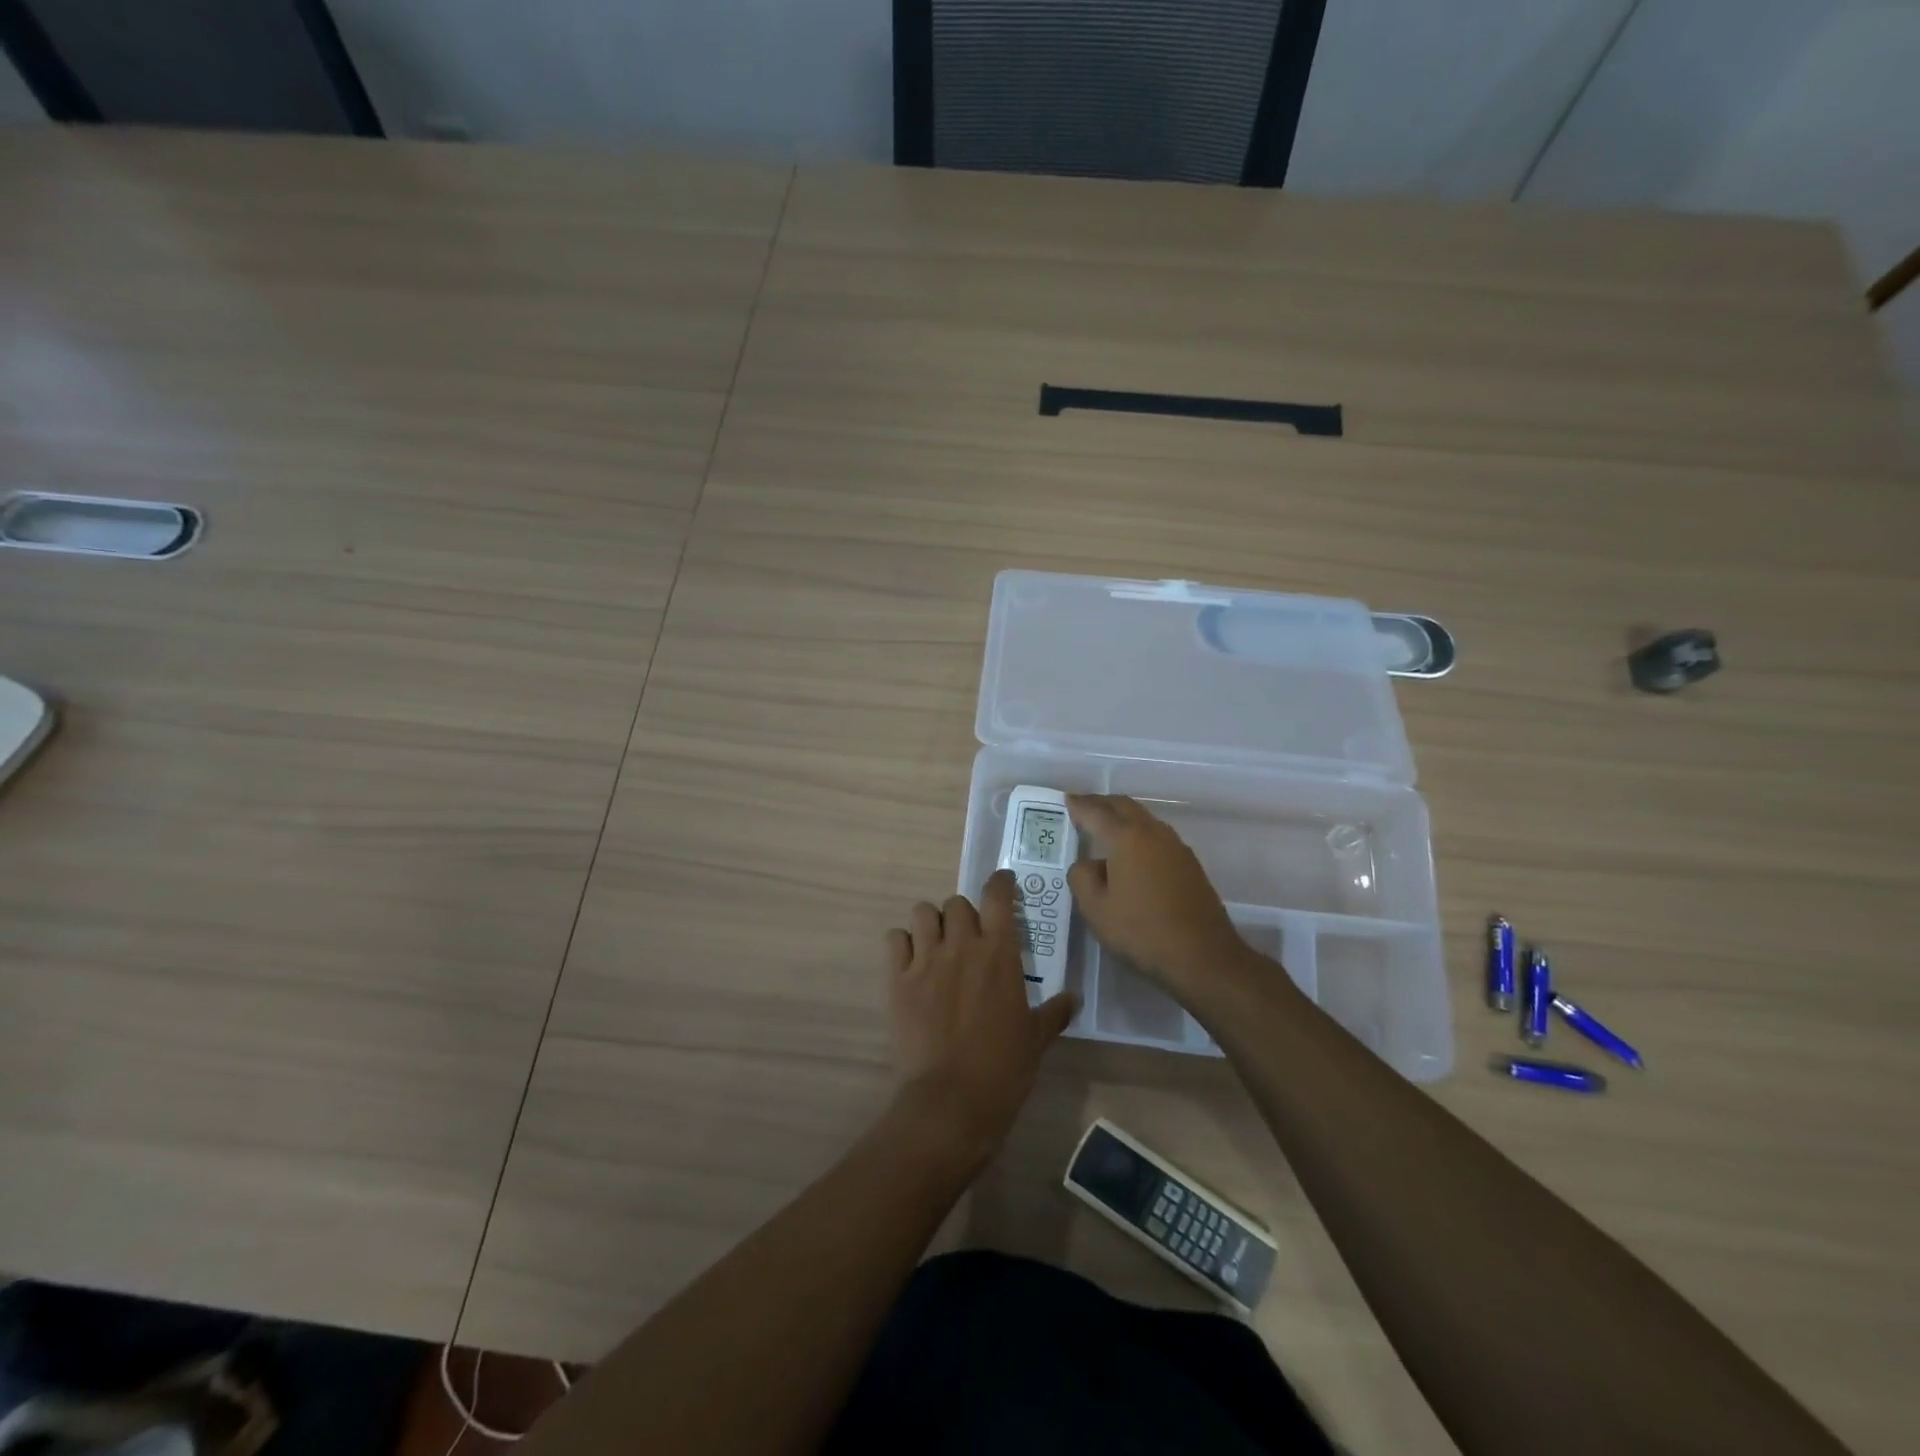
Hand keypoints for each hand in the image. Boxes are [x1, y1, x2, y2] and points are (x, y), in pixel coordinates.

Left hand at [884, 871, 1076, 1160]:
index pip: (997, 896)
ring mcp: (926, 960)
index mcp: (999, 953)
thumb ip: (1054, 1012)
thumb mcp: (1036, 1039)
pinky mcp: (897, 979)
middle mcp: (961, 945)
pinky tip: (910, 962)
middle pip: (956, 903)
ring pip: (922, 912)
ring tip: (936, 944)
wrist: (951, 1100)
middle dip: (963, 915)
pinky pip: (894, 939)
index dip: (999, 883)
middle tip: (967, 938)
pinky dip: (902, 944)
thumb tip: (1074, 999)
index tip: (1002, 884)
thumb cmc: (1003, 1068)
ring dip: (931, 923)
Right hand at [1066, 794, 1251, 993]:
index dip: (1078, 804)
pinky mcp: (1189, 864)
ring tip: (1104, 829)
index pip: (1096, 811)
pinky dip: (1138, 835)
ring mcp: (1176, 847)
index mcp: (1127, 838)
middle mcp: (1153, 833)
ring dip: (1122, 818)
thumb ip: (1082, 878)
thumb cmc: (1142, 931)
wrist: (1203, 956)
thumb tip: (1087, 864)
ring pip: (1144, 820)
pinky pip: (1157, 837)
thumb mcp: (1096, 909)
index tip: (1066, 799)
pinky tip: (1131, 855)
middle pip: (1124, 806)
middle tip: (1082, 808)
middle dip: (1102, 803)